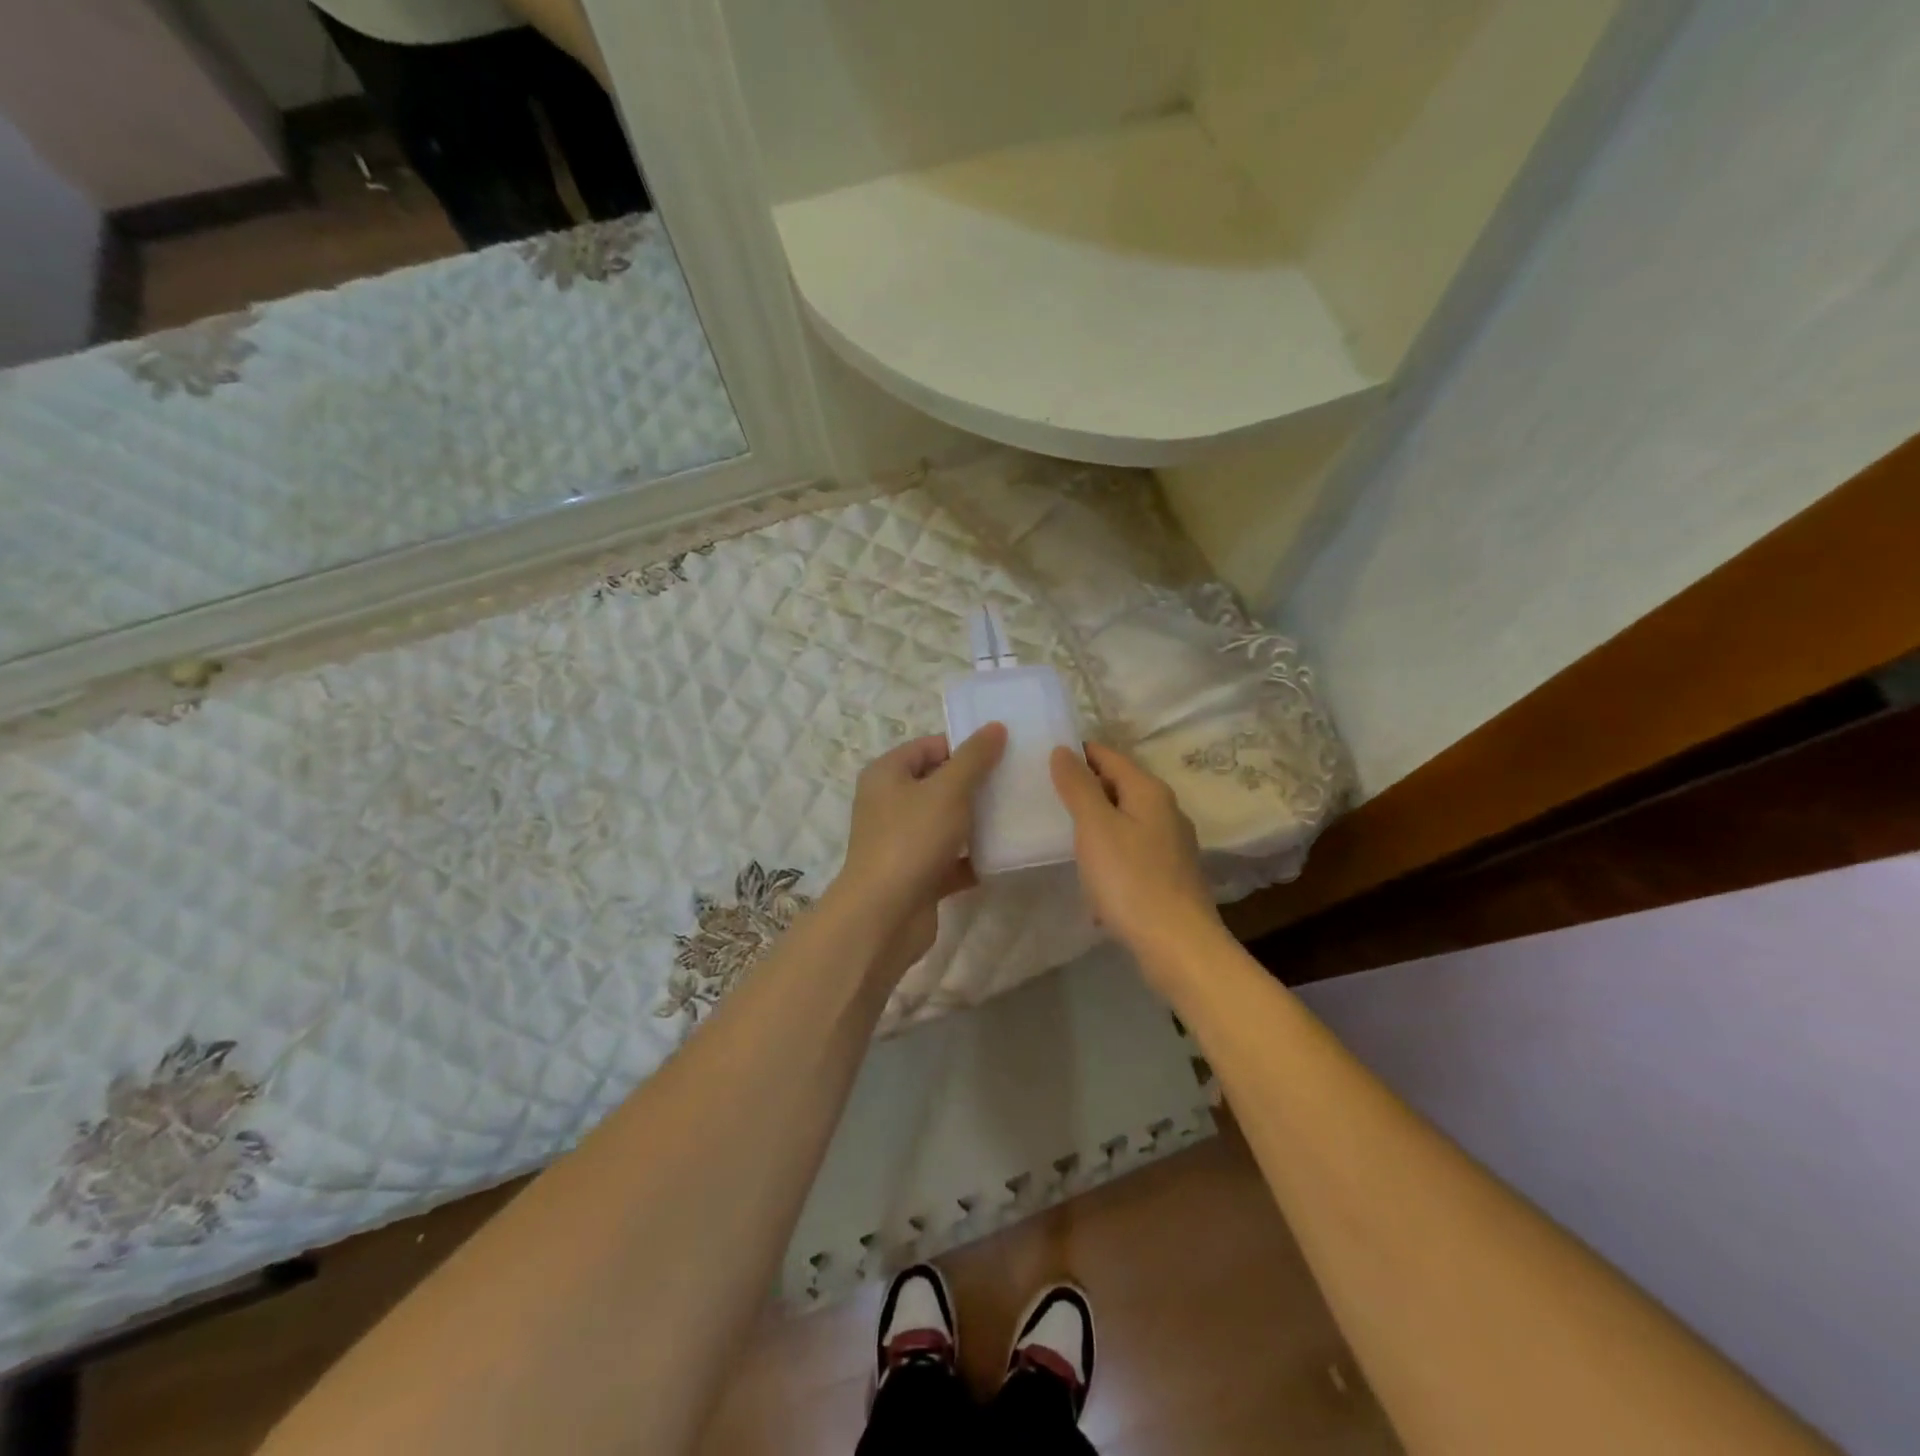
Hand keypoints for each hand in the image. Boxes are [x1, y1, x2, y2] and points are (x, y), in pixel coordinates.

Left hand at [832, 724, 1007, 979]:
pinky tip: (1005, 854)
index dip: (964, 746)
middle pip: (939, 783)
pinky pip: (950, 858)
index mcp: (887, 774)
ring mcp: (902, 841)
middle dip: (975, 784)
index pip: (929, 746)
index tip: (1004, 751)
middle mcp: (889, 804)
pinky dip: (973, 857)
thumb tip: (995, 727)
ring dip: (977, 821)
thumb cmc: (911, 839)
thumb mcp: (948, 790)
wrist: (884, 915)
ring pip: (946, 822)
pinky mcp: (917, 874)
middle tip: (1015, 780)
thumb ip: (973, 758)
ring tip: (1016, 813)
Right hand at [1050, 743, 1222, 970]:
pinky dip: (1109, 853)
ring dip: (1096, 824)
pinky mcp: (1170, 874)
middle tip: (1045, 798)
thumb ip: (1078, 786)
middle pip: (1118, 786)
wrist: (1177, 946)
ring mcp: (1172, 844)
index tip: (1042, 761)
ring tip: (1061, 834)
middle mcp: (1166, 810)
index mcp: (1149, 791)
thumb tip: (1064, 750)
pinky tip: (1092, 875)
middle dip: (1084, 789)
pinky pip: (1131, 851)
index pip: (1108, 755)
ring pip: (1125, 820)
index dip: (1077, 754)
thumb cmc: (1131, 880)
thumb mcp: (1095, 827)